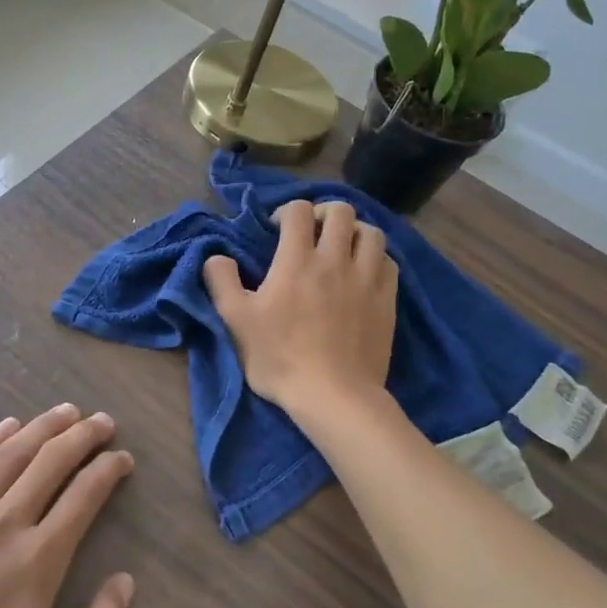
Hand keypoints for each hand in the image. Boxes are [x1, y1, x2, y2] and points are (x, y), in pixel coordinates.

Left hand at [0, 405, 135, 607]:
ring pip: (8, 457)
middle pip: (49, 463)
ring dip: (41, 429)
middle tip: (103, 420)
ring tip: (64, 412)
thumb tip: (126, 581)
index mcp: (36, 562)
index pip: (83, 497)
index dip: (108, 470)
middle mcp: (0, 526)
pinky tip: (6, 427)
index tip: (123, 458)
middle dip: (81, 436)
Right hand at [203, 199, 397, 420]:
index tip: (277, 231)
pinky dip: (376, 257)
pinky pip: (389, 261)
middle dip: (323, 213)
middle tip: (311, 233)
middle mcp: (336, 260)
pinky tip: (364, 271)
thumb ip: (221, 281)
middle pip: (341, 212)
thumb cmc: (280, 358)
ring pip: (371, 232)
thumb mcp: (236, 321)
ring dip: (354, 231)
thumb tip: (217, 257)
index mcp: (297, 260)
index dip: (287, 212)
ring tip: (341, 248)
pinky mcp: (387, 300)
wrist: (334, 396)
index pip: (299, 211)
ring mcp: (367, 279)